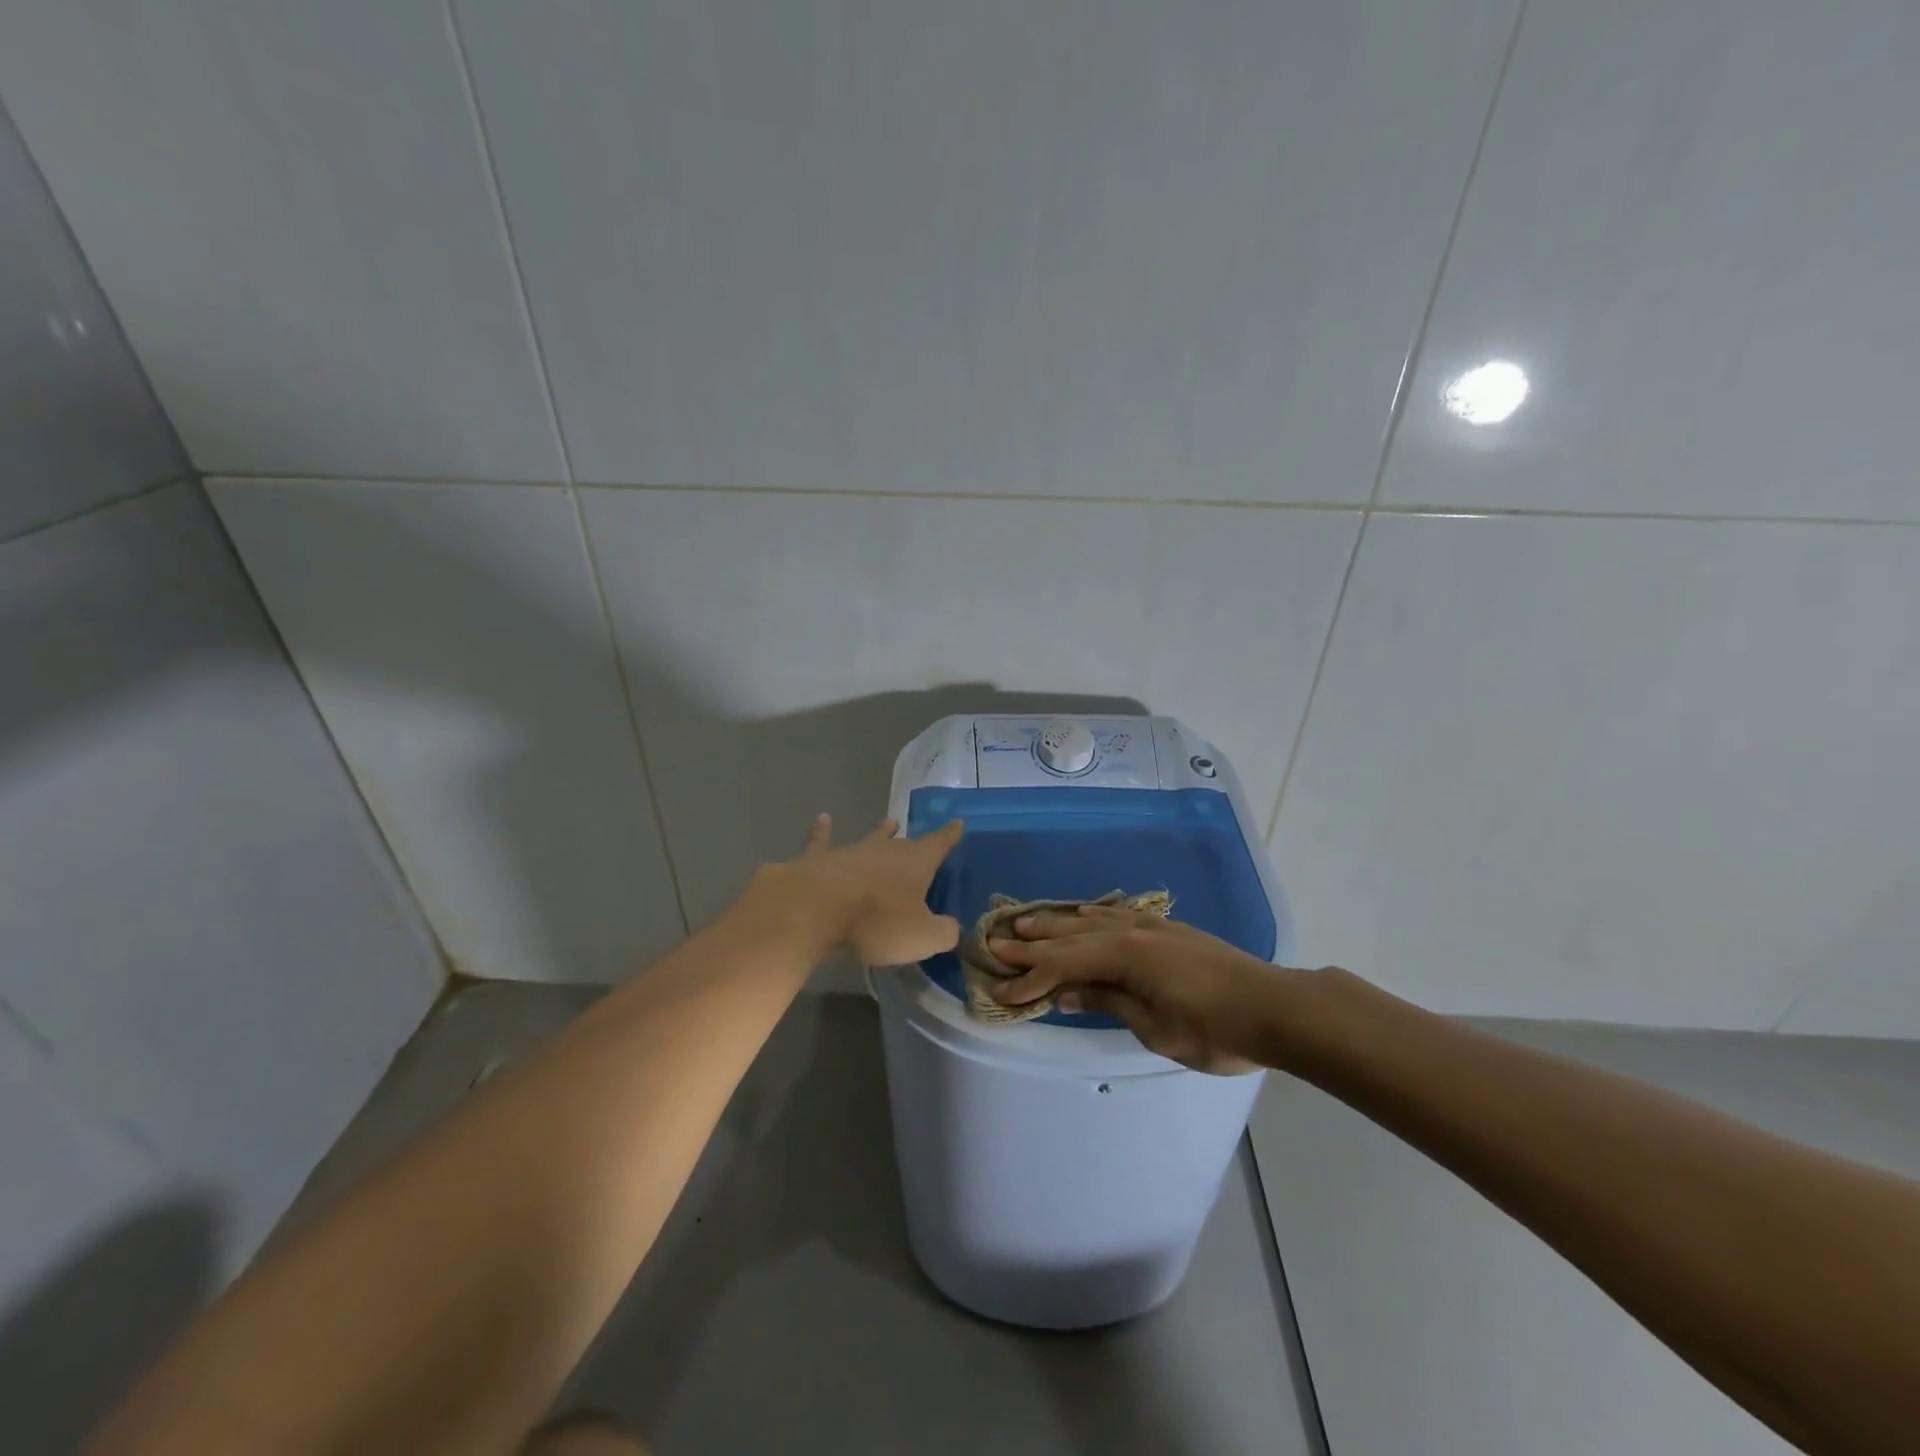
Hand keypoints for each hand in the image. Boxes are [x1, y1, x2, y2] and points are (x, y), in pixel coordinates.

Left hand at [746, 813, 964, 966]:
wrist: (815, 909)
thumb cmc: (876, 921)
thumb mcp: (922, 936)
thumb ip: (943, 932)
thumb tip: (950, 928)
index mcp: (916, 862)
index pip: (939, 844)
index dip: (950, 835)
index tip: (957, 822)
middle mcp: (885, 850)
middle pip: (903, 843)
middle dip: (912, 841)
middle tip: (916, 836)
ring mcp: (850, 852)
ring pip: (869, 839)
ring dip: (879, 832)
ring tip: (888, 822)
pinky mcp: (818, 860)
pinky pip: (821, 842)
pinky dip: (822, 831)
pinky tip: (822, 819)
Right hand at [988, 905, 1283, 1073]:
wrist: (1276, 1007)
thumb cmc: (1214, 1028)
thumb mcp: (1155, 1027)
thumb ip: (1108, 1001)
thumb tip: (1065, 992)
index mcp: (1124, 955)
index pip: (1063, 963)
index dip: (1029, 977)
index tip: (999, 989)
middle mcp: (1131, 931)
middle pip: (1070, 934)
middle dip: (1031, 941)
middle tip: (994, 940)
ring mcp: (1150, 926)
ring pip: (1090, 919)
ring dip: (1055, 923)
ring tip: (1024, 922)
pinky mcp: (1167, 930)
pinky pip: (1114, 916)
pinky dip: (1088, 917)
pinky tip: (1081, 915)